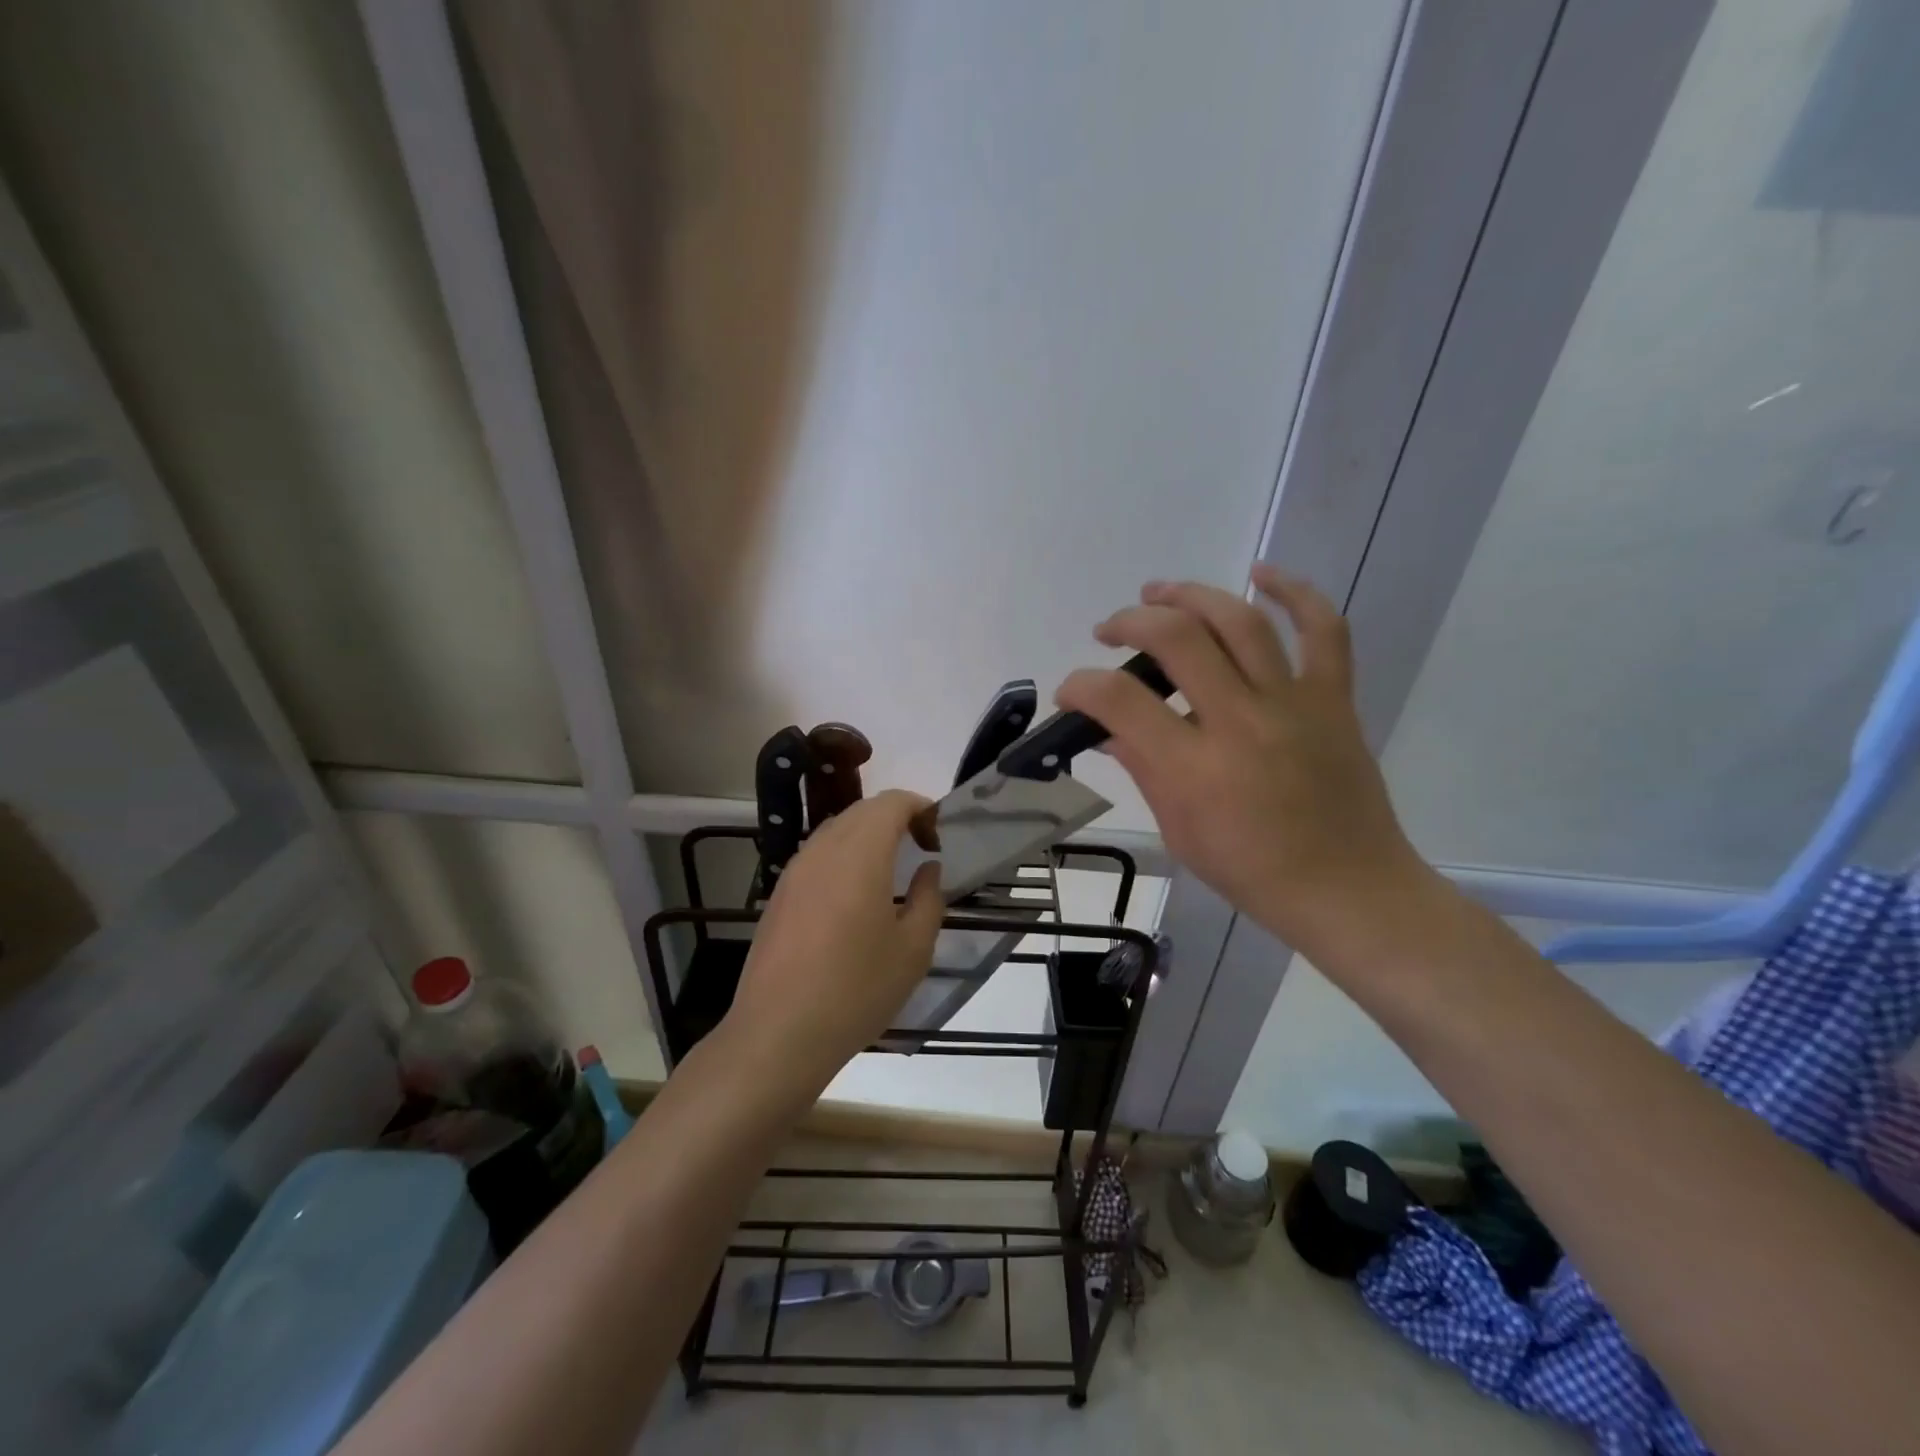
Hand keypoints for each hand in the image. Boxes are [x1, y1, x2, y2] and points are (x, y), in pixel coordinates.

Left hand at [723, 790, 943, 1094]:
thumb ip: (929, 898)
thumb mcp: (913, 949)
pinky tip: (854, 899)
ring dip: (868, 837)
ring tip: (890, 874)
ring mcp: (795, 870)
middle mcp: (823, 849)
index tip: (938, 839)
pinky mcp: (779, 894)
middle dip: (897, 819)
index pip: (892, 802)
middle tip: (921, 851)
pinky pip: (817, 855)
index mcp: (860, 853)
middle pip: (863, 811)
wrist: (779, 1033)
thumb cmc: (856, 989)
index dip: (921, 808)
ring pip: (836, 830)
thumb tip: (927, 868)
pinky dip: (844, 857)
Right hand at [1056, 567, 1427, 954]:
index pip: (1119, 701)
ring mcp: (1293, 704)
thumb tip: (1106, 729)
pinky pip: (1323, 630)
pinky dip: (1295, 592)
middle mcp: (1241, 722)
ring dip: (1190, 595)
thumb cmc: (1252, 871)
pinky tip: (1259, 574)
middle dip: (1130, 621)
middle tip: (1110, 630)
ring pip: (1240, 622)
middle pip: (1177, 639)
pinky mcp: (1333, 699)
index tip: (1071, 693)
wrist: (1347, 889)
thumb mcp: (1178, 830)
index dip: (1081, 686)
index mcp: (1194, 769)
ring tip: (1158, 592)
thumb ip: (1141, 768)